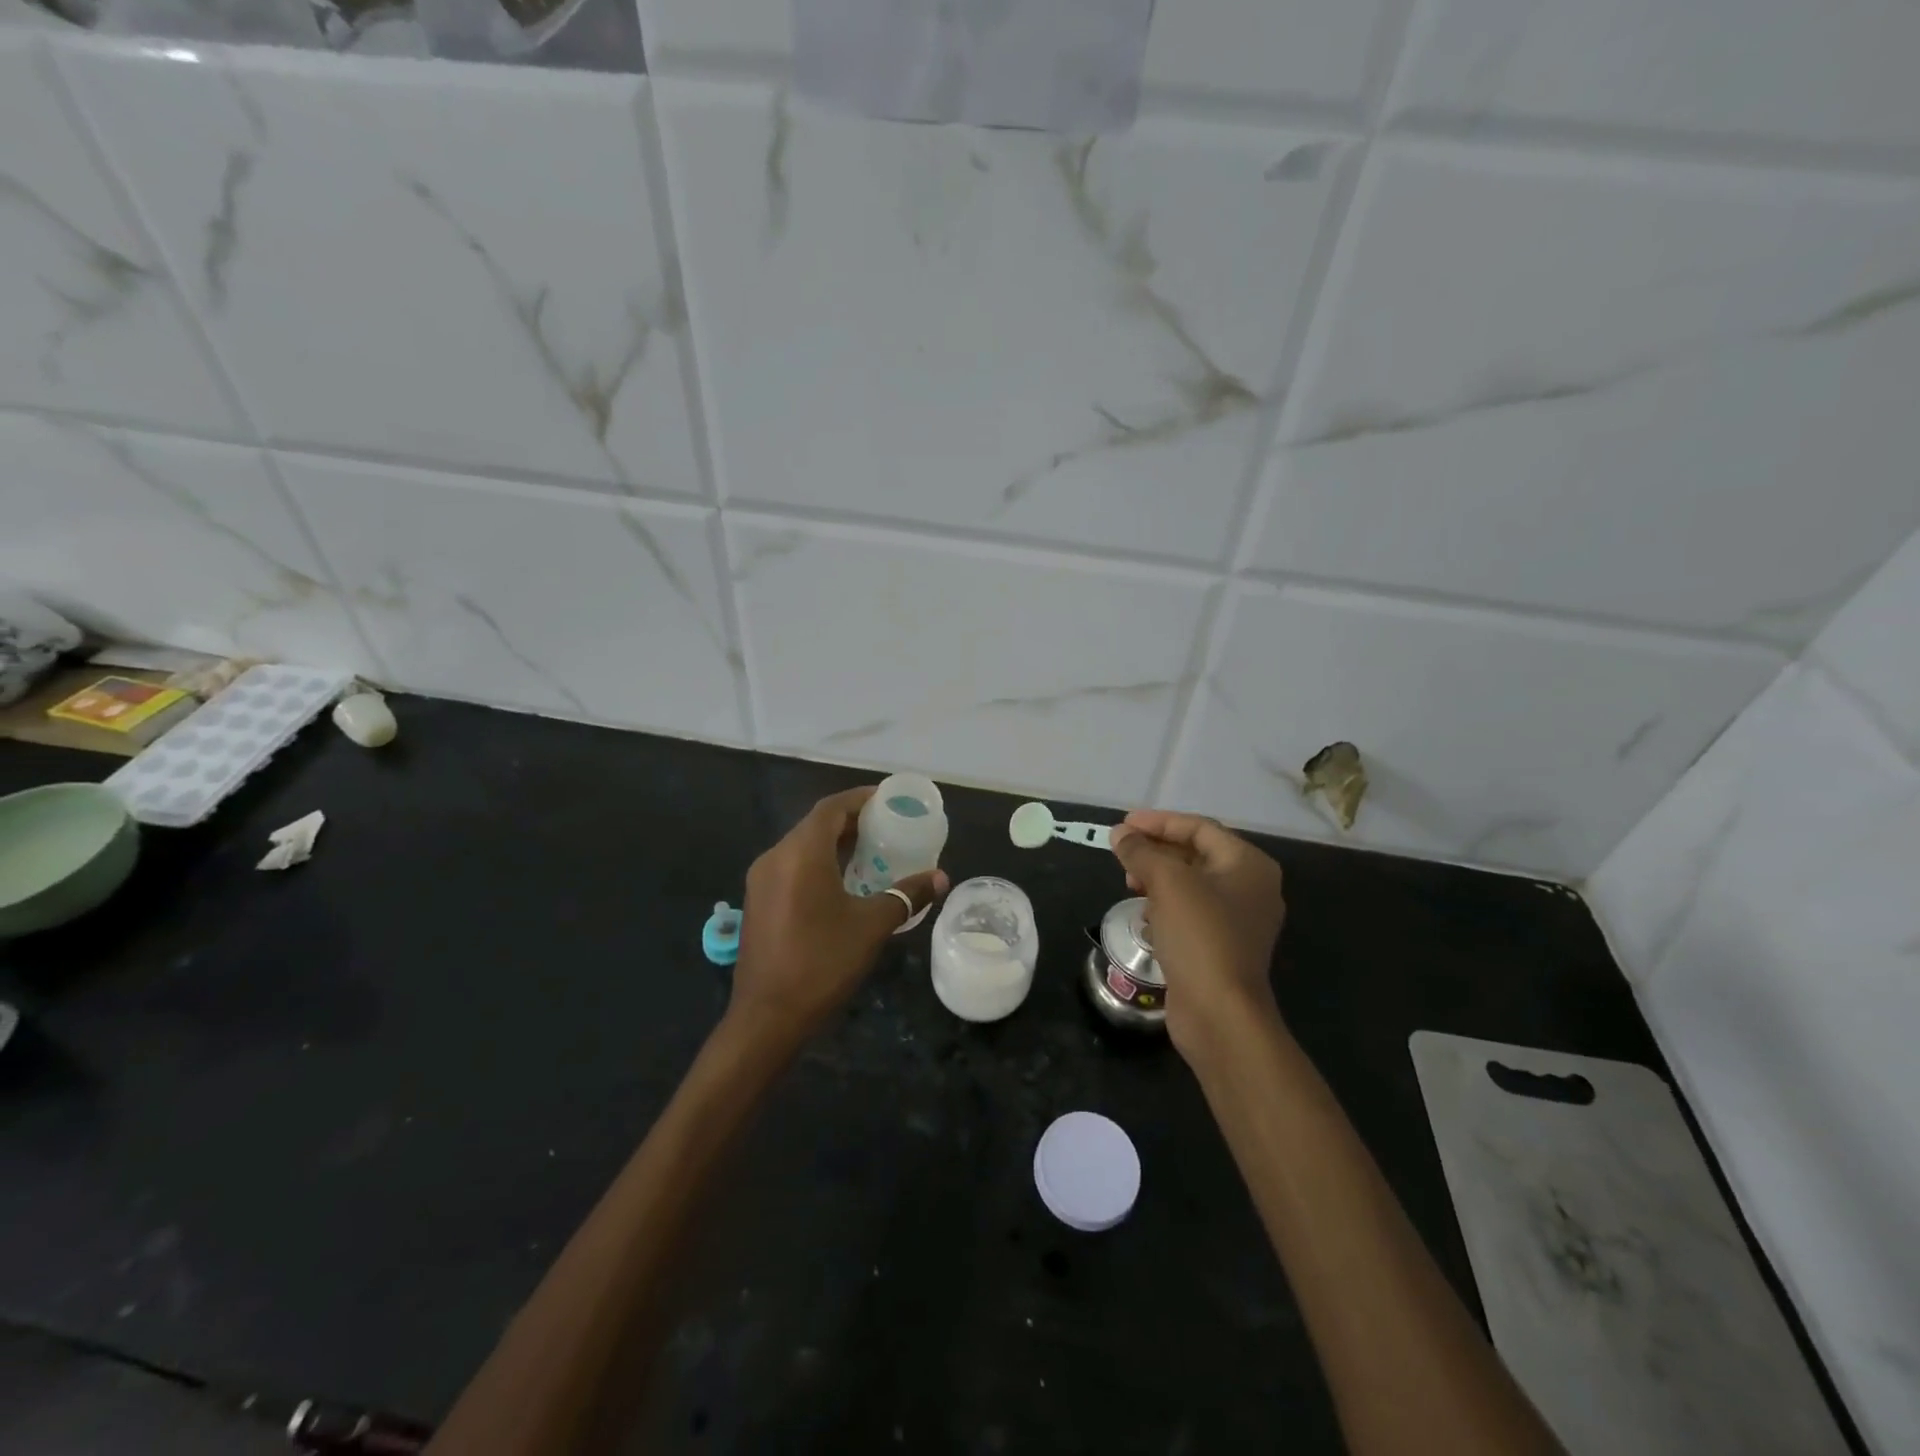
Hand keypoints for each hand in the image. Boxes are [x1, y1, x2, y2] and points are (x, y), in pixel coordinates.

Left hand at [729, 787, 948, 1050]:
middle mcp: (775, 857)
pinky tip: (843, 883)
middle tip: (887, 826)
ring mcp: (761, 881)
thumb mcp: (872, 926)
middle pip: (815, 825)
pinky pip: (791, 867)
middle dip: (851, 821)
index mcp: (800, 853)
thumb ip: (907, 895)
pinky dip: (818, 863)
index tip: (888, 799)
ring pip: (802, 847)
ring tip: (871, 852)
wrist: (767, 1017)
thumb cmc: (822, 963)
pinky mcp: (758, 902)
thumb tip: (940, 878)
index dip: (860, 799)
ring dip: (834, 843)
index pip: (831, 808)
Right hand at [1108, 810, 1286, 1061]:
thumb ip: (1141, 852)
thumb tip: (1120, 834)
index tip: (1123, 824)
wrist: (1220, 1013)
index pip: (1199, 828)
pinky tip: (1144, 916)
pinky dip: (1165, 907)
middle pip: (1195, 854)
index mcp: (1248, 864)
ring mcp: (1238, 920)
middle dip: (1156, 851)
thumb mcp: (1167, 883)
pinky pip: (1190, 913)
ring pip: (1191, 885)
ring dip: (1157, 879)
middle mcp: (1250, 887)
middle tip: (1122, 854)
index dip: (1158, 822)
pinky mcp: (1221, 947)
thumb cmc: (1200, 936)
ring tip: (1128, 884)